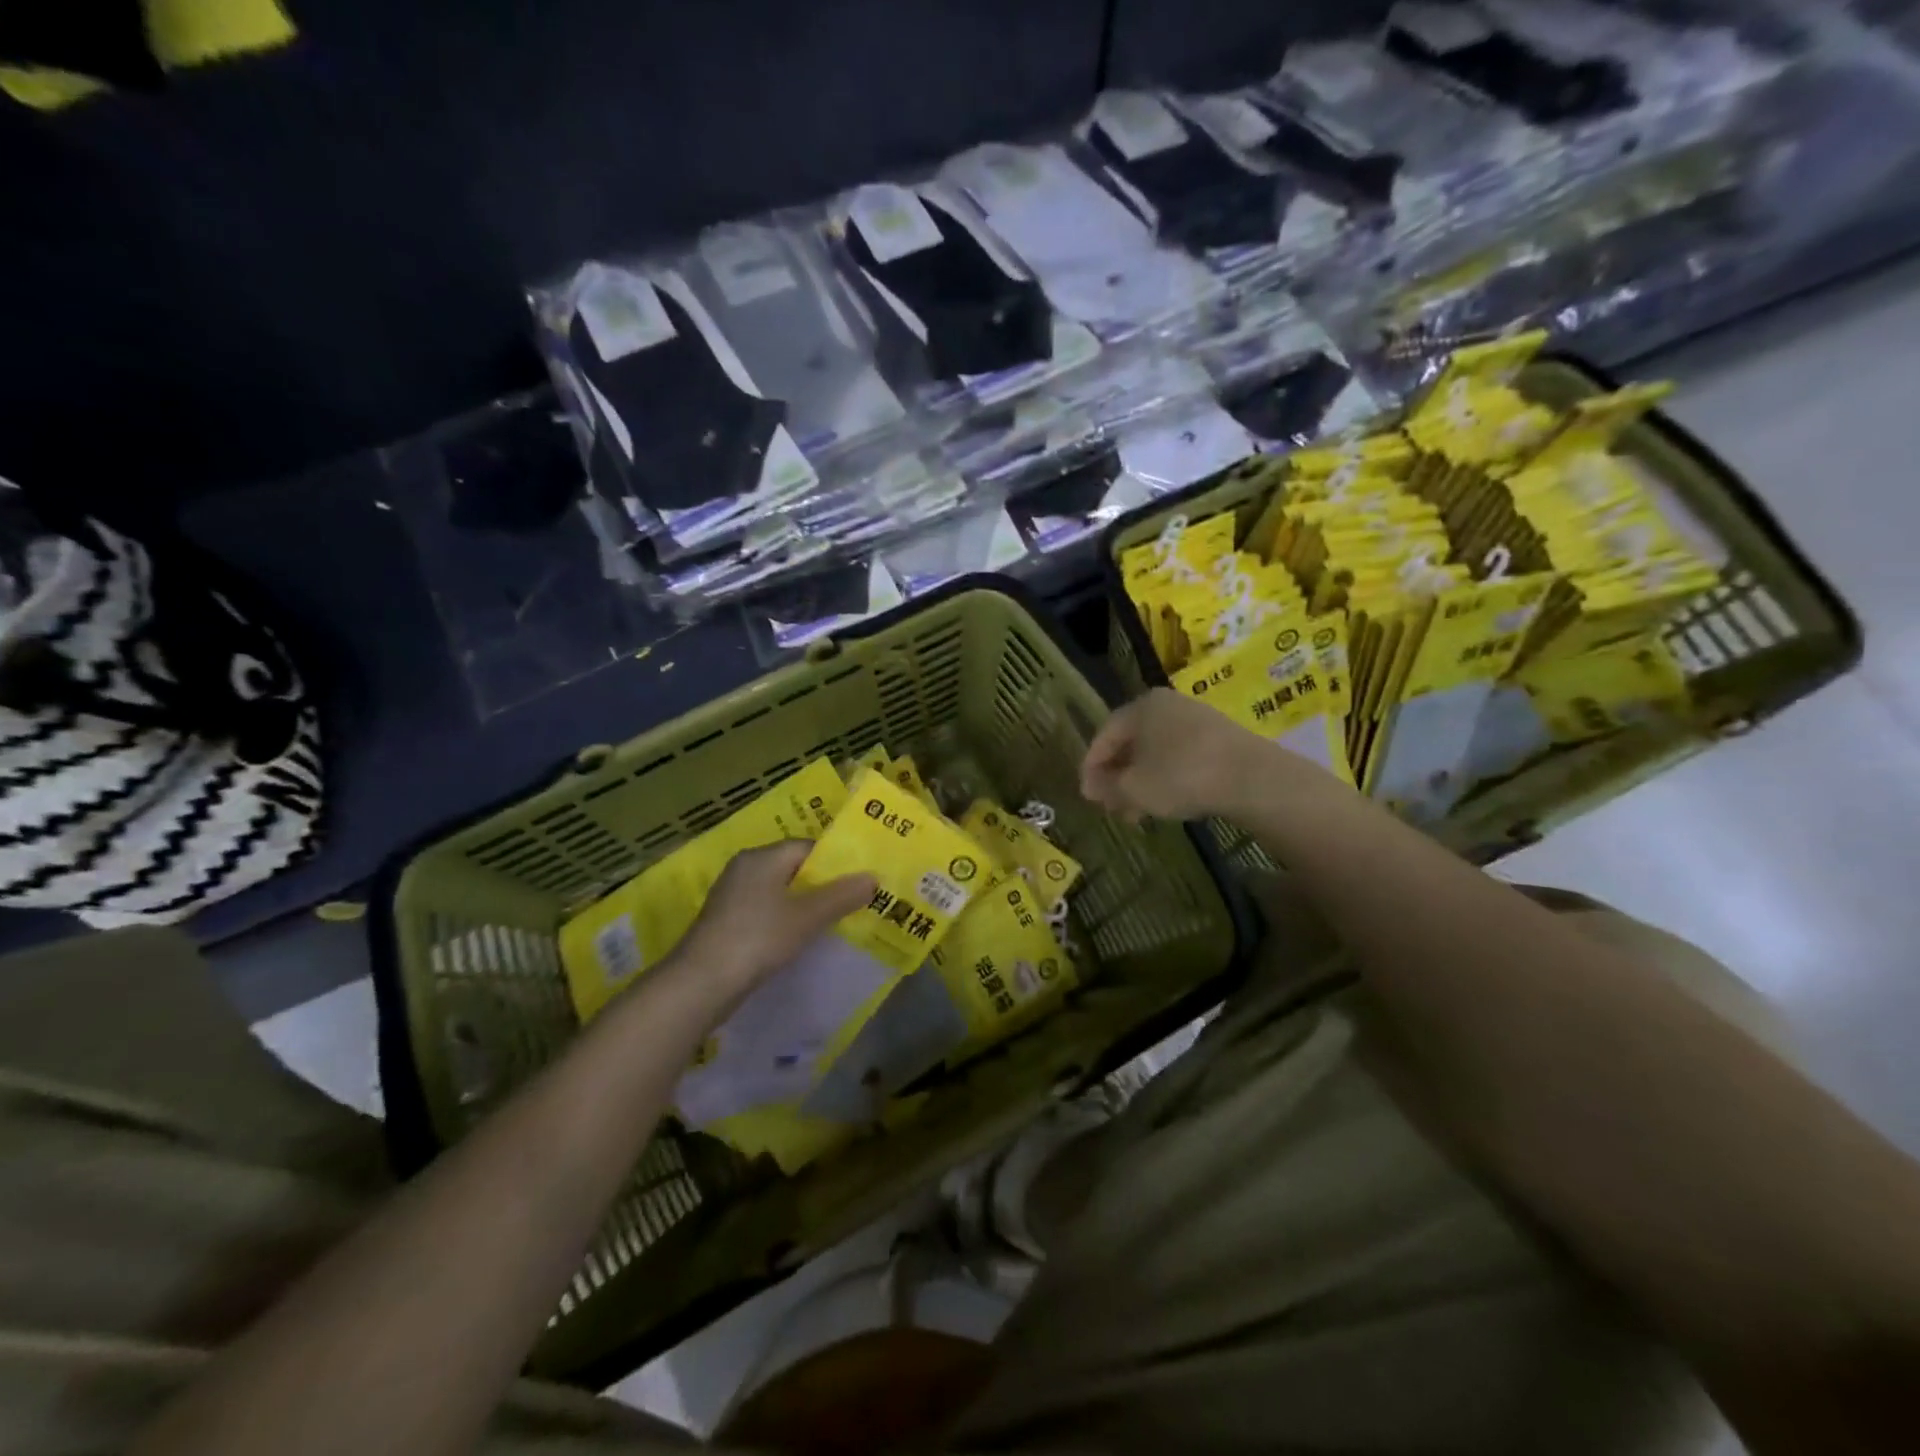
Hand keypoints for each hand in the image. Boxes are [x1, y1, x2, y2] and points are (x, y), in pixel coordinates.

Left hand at [673, 841, 874, 997]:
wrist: (700, 984)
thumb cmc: (757, 939)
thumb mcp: (806, 917)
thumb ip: (841, 895)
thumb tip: (873, 878)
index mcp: (761, 857)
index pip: (807, 847)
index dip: (836, 861)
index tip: (861, 879)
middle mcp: (745, 869)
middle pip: (794, 868)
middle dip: (824, 884)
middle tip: (856, 900)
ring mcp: (732, 896)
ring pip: (780, 892)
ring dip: (806, 905)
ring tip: (837, 921)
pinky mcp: (727, 922)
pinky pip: (766, 911)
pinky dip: (786, 920)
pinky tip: (802, 938)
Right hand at [1081, 688, 1273, 821]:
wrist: (1253, 778)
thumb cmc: (1181, 776)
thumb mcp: (1134, 788)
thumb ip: (1106, 787)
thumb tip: (1091, 787)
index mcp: (1140, 707)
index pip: (1104, 736)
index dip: (1091, 767)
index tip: (1088, 796)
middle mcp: (1167, 705)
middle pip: (1131, 743)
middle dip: (1118, 777)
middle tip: (1112, 807)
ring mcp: (1196, 719)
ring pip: (1156, 752)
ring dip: (1141, 781)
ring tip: (1138, 812)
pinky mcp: (1220, 737)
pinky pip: (1180, 756)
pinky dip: (1166, 777)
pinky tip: (1168, 802)